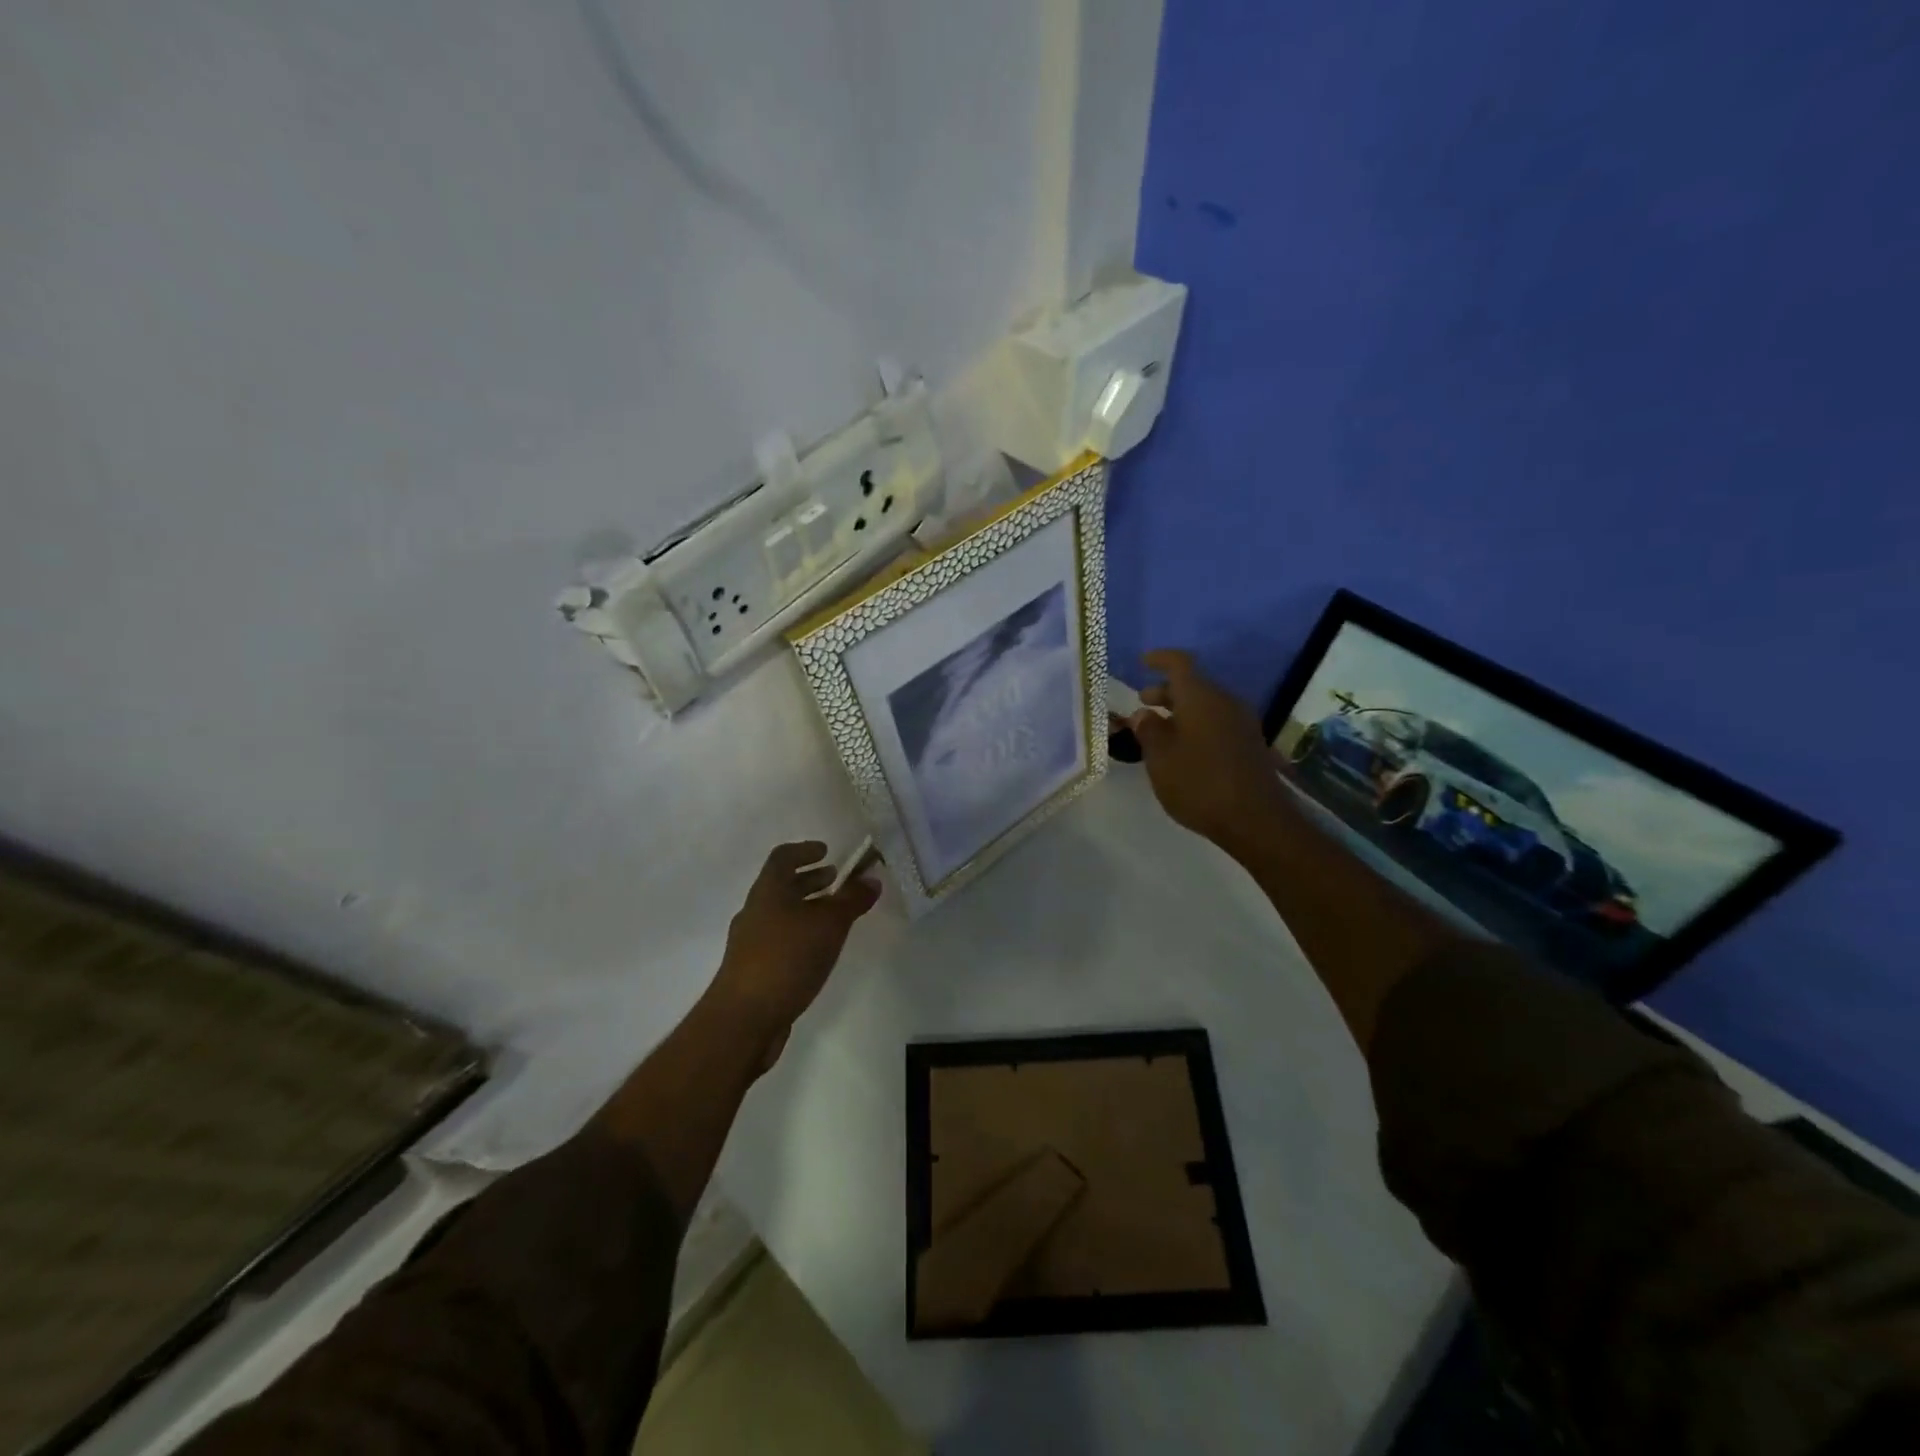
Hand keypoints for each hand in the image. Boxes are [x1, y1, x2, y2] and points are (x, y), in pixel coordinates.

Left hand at [708, 842, 880, 1064]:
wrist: (744, 1019)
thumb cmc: (787, 958)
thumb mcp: (829, 924)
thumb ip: (852, 900)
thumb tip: (872, 878)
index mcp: (768, 891)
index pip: (782, 857)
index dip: (804, 850)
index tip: (826, 851)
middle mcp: (756, 911)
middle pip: (782, 886)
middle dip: (810, 880)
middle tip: (835, 880)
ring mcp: (752, 943)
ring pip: (782, 914)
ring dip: (807, 909)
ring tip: (835, 916)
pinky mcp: (755, 970)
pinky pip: (781, 940)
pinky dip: (802, 935)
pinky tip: (820, 951)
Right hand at [1124, 650, 1291, 859]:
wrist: (1255, 819)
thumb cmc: (1199, 783)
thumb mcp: (1160, 758)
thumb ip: (1148, 730)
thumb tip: (1143, 713)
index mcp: (1201, 697)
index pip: (1180, 664)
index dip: (1160, 659)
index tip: (1143, 661)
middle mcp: (1224, 702)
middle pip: (1194, 685)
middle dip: (1166, 691)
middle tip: (1143, 704)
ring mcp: (1241, 723)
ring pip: (1206, 705)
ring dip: (1181, 711)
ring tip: (1158, 730)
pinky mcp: (1249, 744)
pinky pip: (1217, 722)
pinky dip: (1196, 725)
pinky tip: (1183, 748)